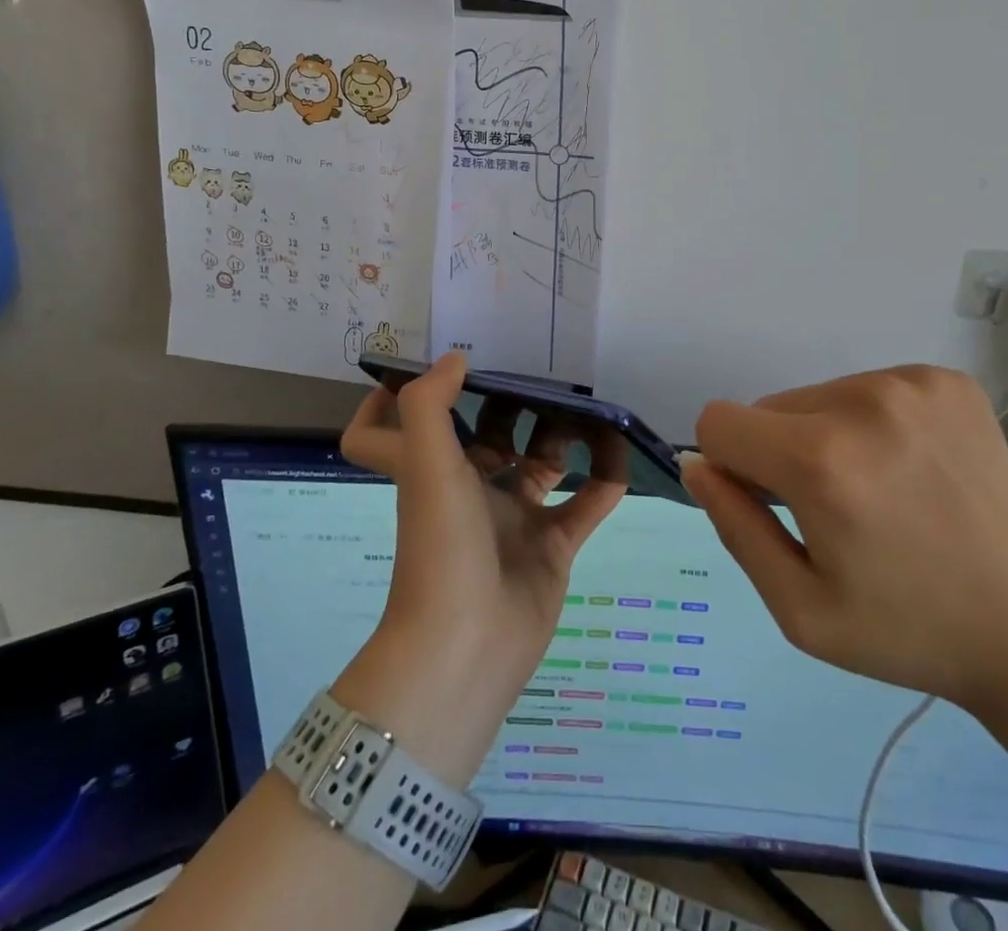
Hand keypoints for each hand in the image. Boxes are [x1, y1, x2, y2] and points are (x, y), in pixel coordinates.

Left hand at [335, 353, 626, 779]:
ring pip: (542, 464)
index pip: (385, 434)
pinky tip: (621, 453)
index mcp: (431, 471)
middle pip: (490, 437)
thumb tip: (453, 358)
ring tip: (592, 408)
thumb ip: (430, 405)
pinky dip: (604, 480)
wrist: (468, 650)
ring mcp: (512, 521)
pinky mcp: (551, 548)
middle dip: (514, 406)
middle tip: (550, 374)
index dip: (386, 401)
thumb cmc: (440, 547)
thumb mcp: (426, 465)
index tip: (423, 372)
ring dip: (566, 437)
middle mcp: (468, 491)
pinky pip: (584, 505)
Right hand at [682, 365, 1007, 718]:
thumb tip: (698, 464)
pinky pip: (868, 387)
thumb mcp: (799, 609)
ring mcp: (911, 383)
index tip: (770, 505)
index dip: (728, 465)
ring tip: (881, 493)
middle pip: (769, 408)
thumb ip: (733, 526)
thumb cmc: (907, 631)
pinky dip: (873, 423)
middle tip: (836, 512)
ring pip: (817, 396)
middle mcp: (862, 401)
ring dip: (826, 436)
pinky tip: (914, 470)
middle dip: (779, 453)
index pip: (719, 421)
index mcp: (821, 461)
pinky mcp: (947, 380)